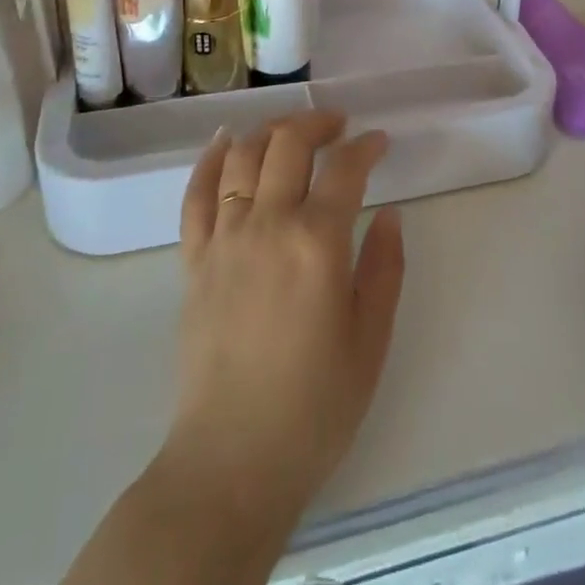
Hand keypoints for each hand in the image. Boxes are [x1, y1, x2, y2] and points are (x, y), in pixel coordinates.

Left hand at [164, 111, 404, 525]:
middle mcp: (268, 225)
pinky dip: (209, 158)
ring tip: (291, 131)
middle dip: (317, 123)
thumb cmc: (315, 407)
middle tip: (338, 126)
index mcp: (318, 243)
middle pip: (288, 144)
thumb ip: (384, 268)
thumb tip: (390, 213)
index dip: (366, 147)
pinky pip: (195, 193)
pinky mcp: (193, 260)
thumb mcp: (371, 340)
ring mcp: (224, 239)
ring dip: (269, 130)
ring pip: (241, 156)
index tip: (379, 143)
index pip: (345, 169)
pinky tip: (225, 141)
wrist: (232, 461)